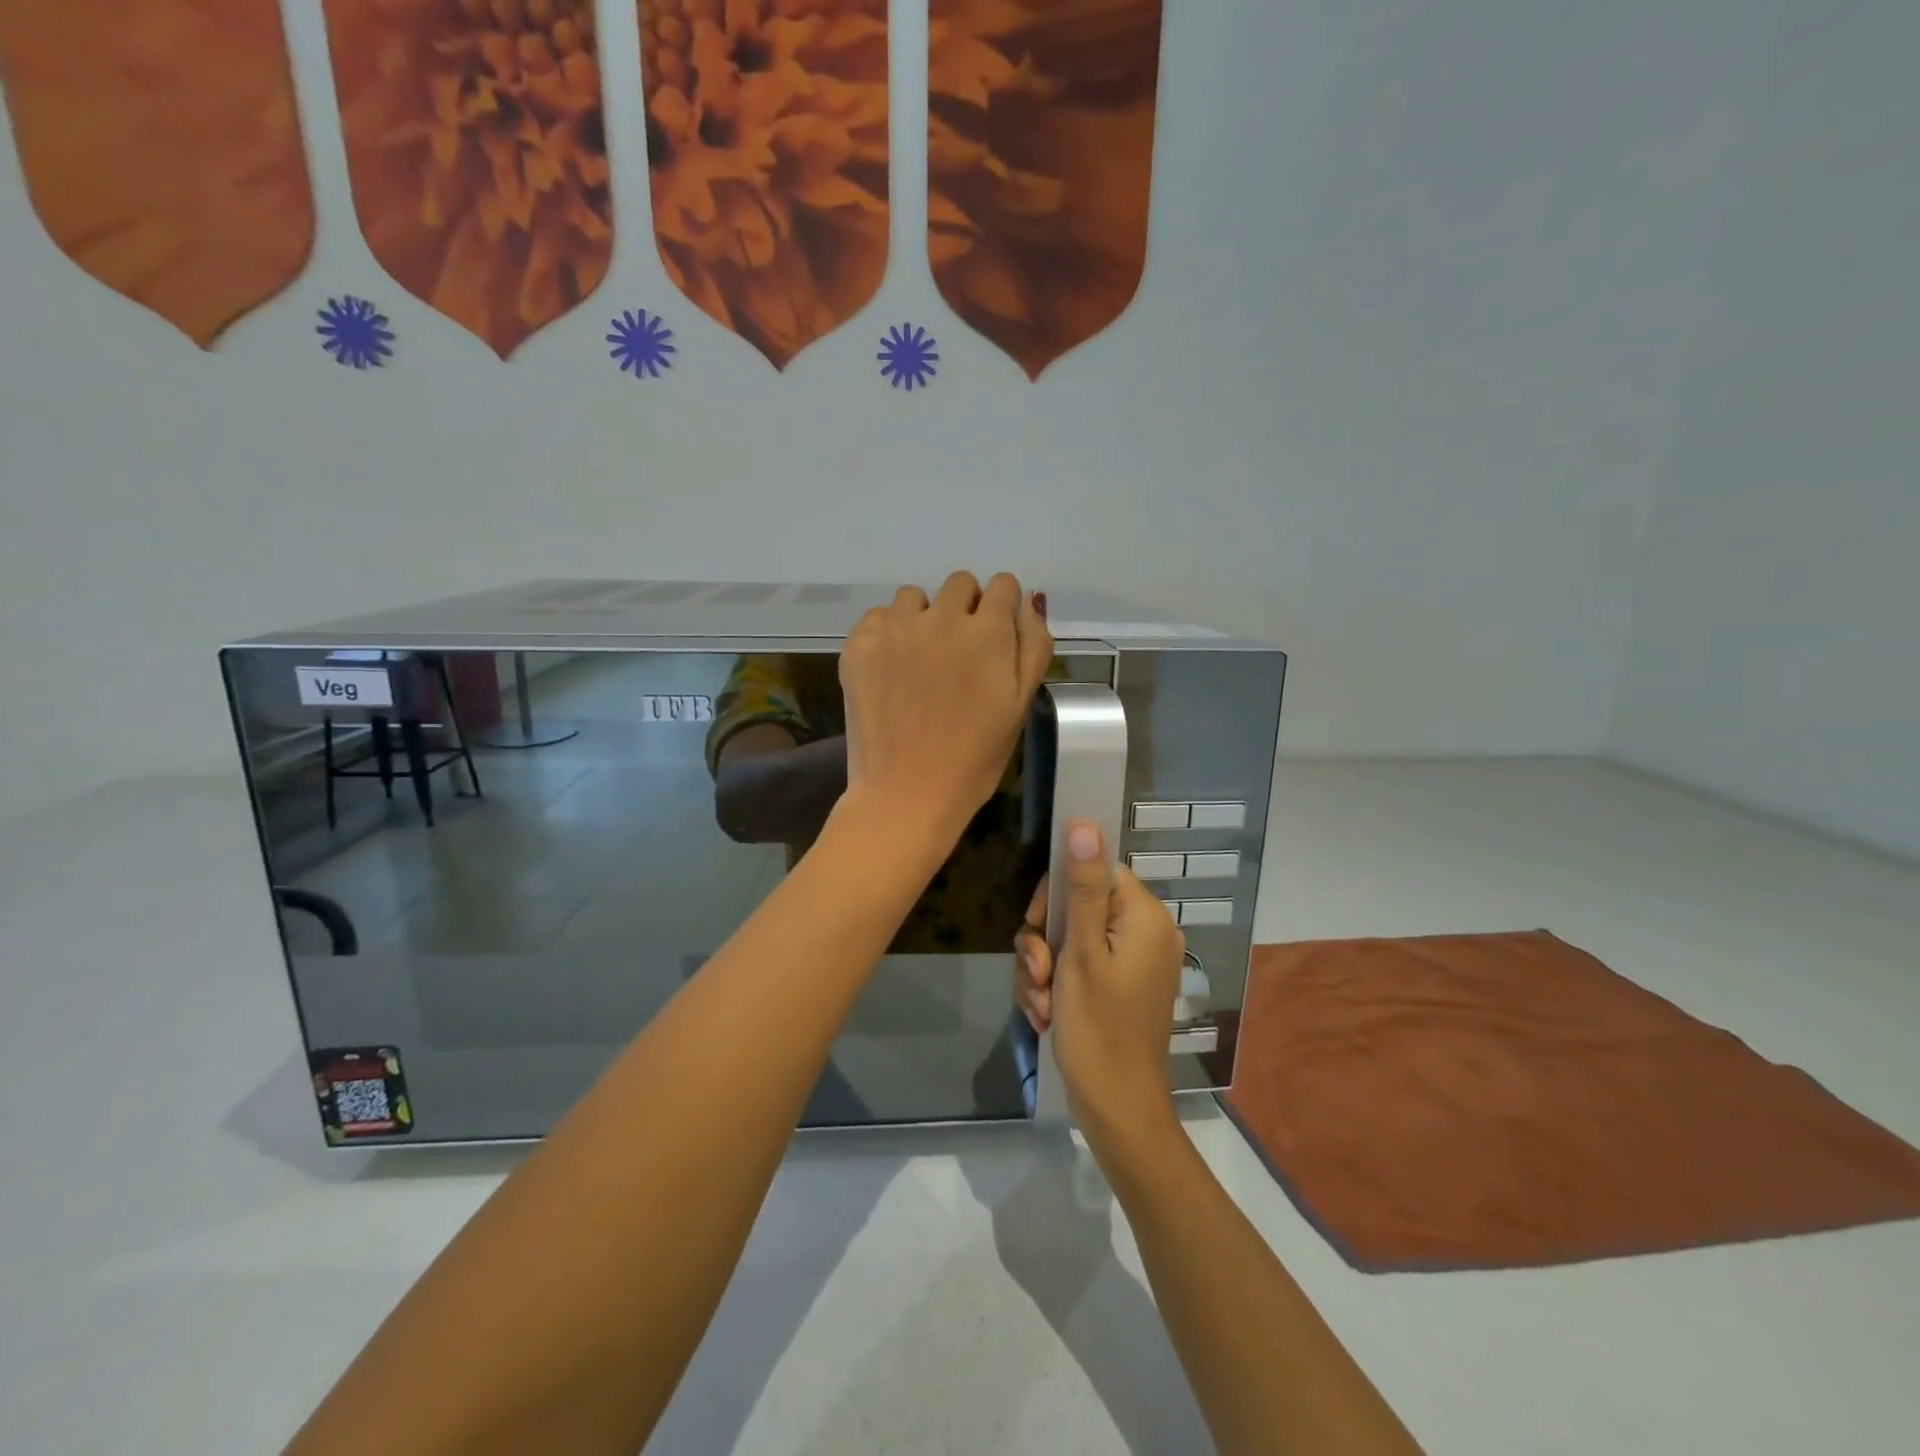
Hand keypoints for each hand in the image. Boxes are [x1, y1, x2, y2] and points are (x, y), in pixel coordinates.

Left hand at [837, 572, 1051, 842]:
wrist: (906, 792)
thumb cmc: (974, 758)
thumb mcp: (1020, 706)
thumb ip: (1033, 646)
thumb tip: (1030, 601)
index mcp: (988, 632)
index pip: (1002, 586)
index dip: (1003, 608)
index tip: (995, 636)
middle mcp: (942, 617)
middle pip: (960, 584)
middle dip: (966, 608)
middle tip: (959, 653)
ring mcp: (896, 628)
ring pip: (915, 597)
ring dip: (924, 618)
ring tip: (920, 661)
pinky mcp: (859, 644)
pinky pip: (879, 617)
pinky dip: (888, 634)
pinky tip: (891, 670)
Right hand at [1029, 822, 1186, 1149]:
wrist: (1117, 1112)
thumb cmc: (1099, 1029)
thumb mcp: (1081, 954)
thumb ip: (1082, 888)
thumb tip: (1085, 824)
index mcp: (1143, 917)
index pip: (1093, 870)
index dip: (1056, 892)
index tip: (1036, 923)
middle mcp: (1142, 932)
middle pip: (1075, 905)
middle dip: (1044, 939)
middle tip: (1038, 972)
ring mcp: (1130, 962)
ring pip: (1066, 938)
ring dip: (1042, 968)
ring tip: (1040, 1003)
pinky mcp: (1116, 986)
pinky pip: (1075, 966)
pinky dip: (1054, 986)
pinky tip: (1045, 1014)